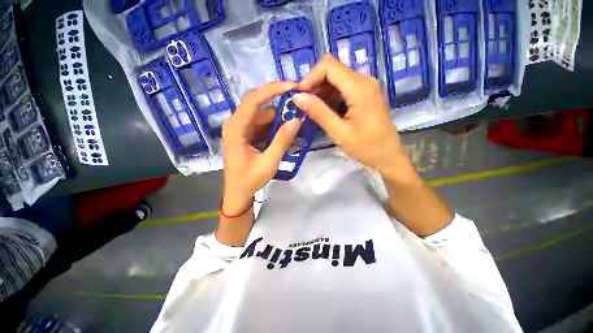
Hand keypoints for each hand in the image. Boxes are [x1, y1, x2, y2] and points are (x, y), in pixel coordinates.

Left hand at [222, 81, 301, 213]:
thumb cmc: (249, 180)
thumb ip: (282, 141)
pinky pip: (262, 123)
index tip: (292, 86)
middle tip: (299, 102)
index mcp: (236, 128)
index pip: (254, 99)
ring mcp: (241, 127)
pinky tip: (286, 130)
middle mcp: (236, 123)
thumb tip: (297, 120)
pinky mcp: (246, 133)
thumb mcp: (269, 162)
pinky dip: (275, 124)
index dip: (273, 89)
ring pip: (263, 113)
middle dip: (279, 101)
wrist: (237, 192)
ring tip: (296, 119)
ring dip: (279, 115)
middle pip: (259, 103)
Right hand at [293, 55, 412, 180]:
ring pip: (336, 79)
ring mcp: (365, 86)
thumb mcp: (339, 132)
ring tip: (313, 111)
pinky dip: (330, 97)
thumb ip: (318, 112)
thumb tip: (297, 97)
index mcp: (359, 87)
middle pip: (332, 70)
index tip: (300, 97)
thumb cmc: (365, 147)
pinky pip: (343, 88)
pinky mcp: (364, 94)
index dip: (310, 78)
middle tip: (304, 106)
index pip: (328, 66)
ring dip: (321, 92)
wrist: (388, 156)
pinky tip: (325, 111)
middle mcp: (364, 80)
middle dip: (314, 86)